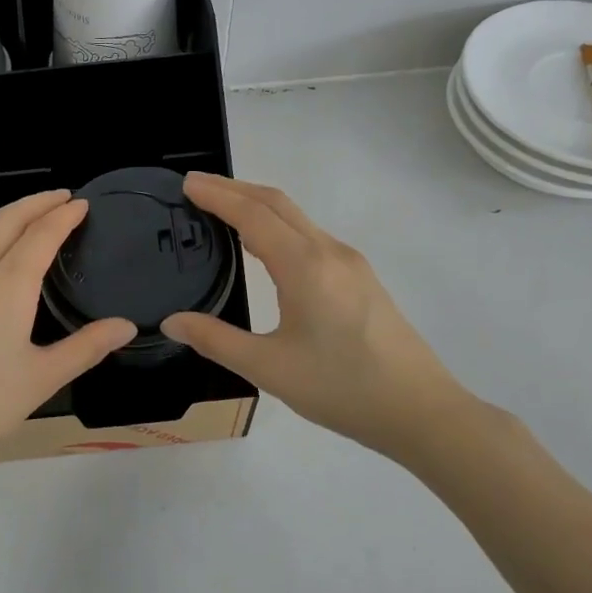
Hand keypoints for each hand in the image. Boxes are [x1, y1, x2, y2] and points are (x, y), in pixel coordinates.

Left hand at [0, 191, 136, 479]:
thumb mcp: (42, 379)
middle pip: (6, 219)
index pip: (41, 234)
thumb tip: (126, 326)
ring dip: (4, 216)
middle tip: (61, 198)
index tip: (82, 203)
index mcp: (7, 286)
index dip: (64, 215)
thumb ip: (86, 347)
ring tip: (24, 223)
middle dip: (36, 202)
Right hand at [160, 174, 474, 460]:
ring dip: (258, 206)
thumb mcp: (268, 368)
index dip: (217, 195)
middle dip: (235, 189)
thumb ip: (216, 340)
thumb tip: (173, 322)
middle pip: (277, 203)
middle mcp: (329, 252)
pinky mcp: (360, 278)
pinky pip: (310, 236)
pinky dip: (279, 226)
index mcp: (304, 266)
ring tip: (223, 211)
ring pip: (297, 218)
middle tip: (197, 188)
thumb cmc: (340, 388)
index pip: (253, 214)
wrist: (419, 409)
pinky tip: (265, 247)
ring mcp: (350, 263)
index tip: (187, 183)